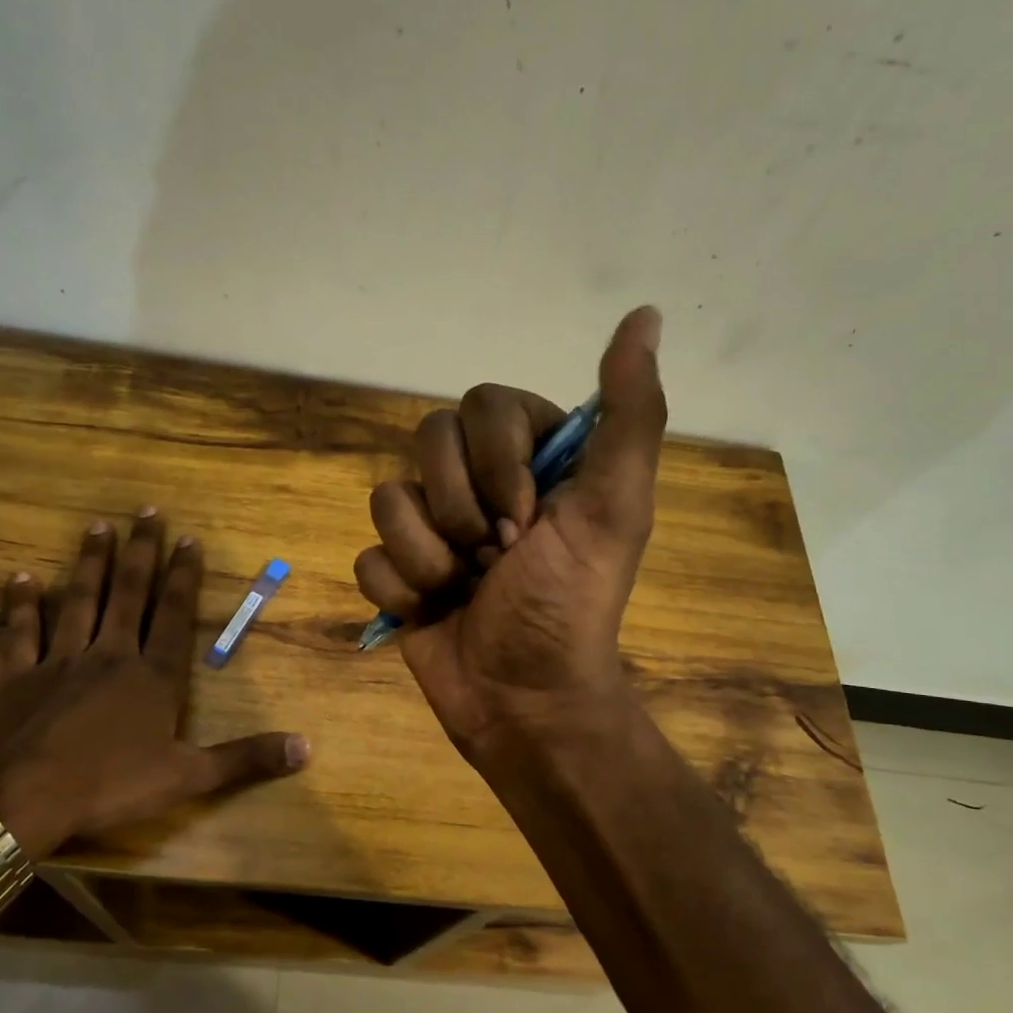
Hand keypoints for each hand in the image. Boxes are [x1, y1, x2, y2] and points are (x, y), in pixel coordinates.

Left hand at [0, 509, 309, 857]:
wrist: (25, 800)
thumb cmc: (112, 786)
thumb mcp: (189, 777)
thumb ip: (246, 758)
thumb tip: (306, 748)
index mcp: (153, 676)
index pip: (174, 615)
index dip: (183, 576)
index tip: (188, 538)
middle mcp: (110, 656)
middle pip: (128, 594)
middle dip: (141, 552)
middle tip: (147, 511)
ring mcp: (61, 662)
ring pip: (79, 601)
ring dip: (90, 563)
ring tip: (98, 527)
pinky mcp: (18, 678)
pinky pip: (22, 633)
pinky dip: (22, 605)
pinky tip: (22, 577)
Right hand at [353, 307, 666, 762]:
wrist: (523, 697)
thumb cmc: (569, 603)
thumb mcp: (614, 507)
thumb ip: (630, 414)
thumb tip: (644, 315)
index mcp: (530, 460)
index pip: (483, 405)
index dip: (498, 462)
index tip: (529, 520)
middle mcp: (478, 484)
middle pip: (427, 441)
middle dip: (461, 510)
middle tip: (497, 558)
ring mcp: (432, 530)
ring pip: (387, 498)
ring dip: (429, 556)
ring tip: (462, 591)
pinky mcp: (397, 573)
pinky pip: (368, 554)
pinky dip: (400, 590)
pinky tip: (430, 613)